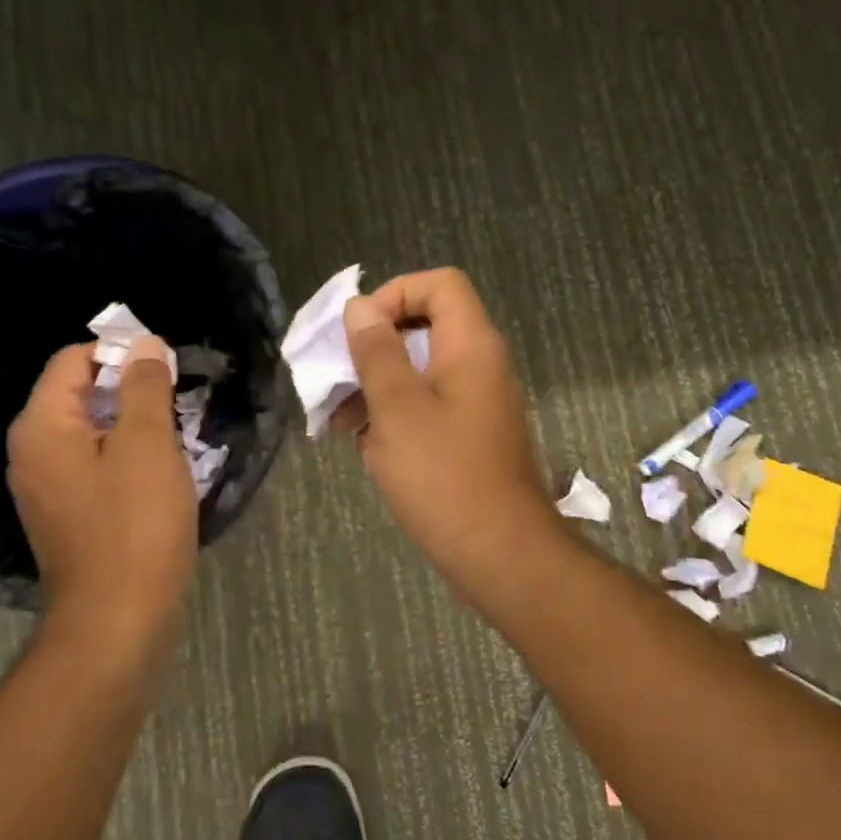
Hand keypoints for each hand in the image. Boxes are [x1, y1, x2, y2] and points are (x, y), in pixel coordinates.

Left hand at [7, 335, 198, 644]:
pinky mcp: (66, 514)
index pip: (74, 359)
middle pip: (80, 393)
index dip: (121, 353)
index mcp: (42, 426)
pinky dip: (125, 458)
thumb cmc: (134, 526)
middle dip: (131, 391)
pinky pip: (94, 465)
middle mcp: (32, 451)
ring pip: (92, 431)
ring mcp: (46, 487)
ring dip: (133, 426)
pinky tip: (160, 475)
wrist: (116, 624)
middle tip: (178, 406)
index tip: (167, 371)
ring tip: (176, 439)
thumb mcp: (147, 445)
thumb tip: (143, 344)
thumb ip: (143, 386)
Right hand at [338, 269, 571, 599]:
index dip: (395, 293)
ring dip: (378, 384)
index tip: (359, 331)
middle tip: (340, 375)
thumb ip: (377, 352)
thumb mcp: (397, 409)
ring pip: (422, 370)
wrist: (501, 555)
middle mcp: (481, 365)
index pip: (440, 284)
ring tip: (340, 419)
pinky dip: (395, 413)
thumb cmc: (444, 476)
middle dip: (376, 346)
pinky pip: (429, 405)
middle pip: (426, 326)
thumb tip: (361, 307)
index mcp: (471, 346)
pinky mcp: (471, 436)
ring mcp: (478, 403)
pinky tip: (363, 444)